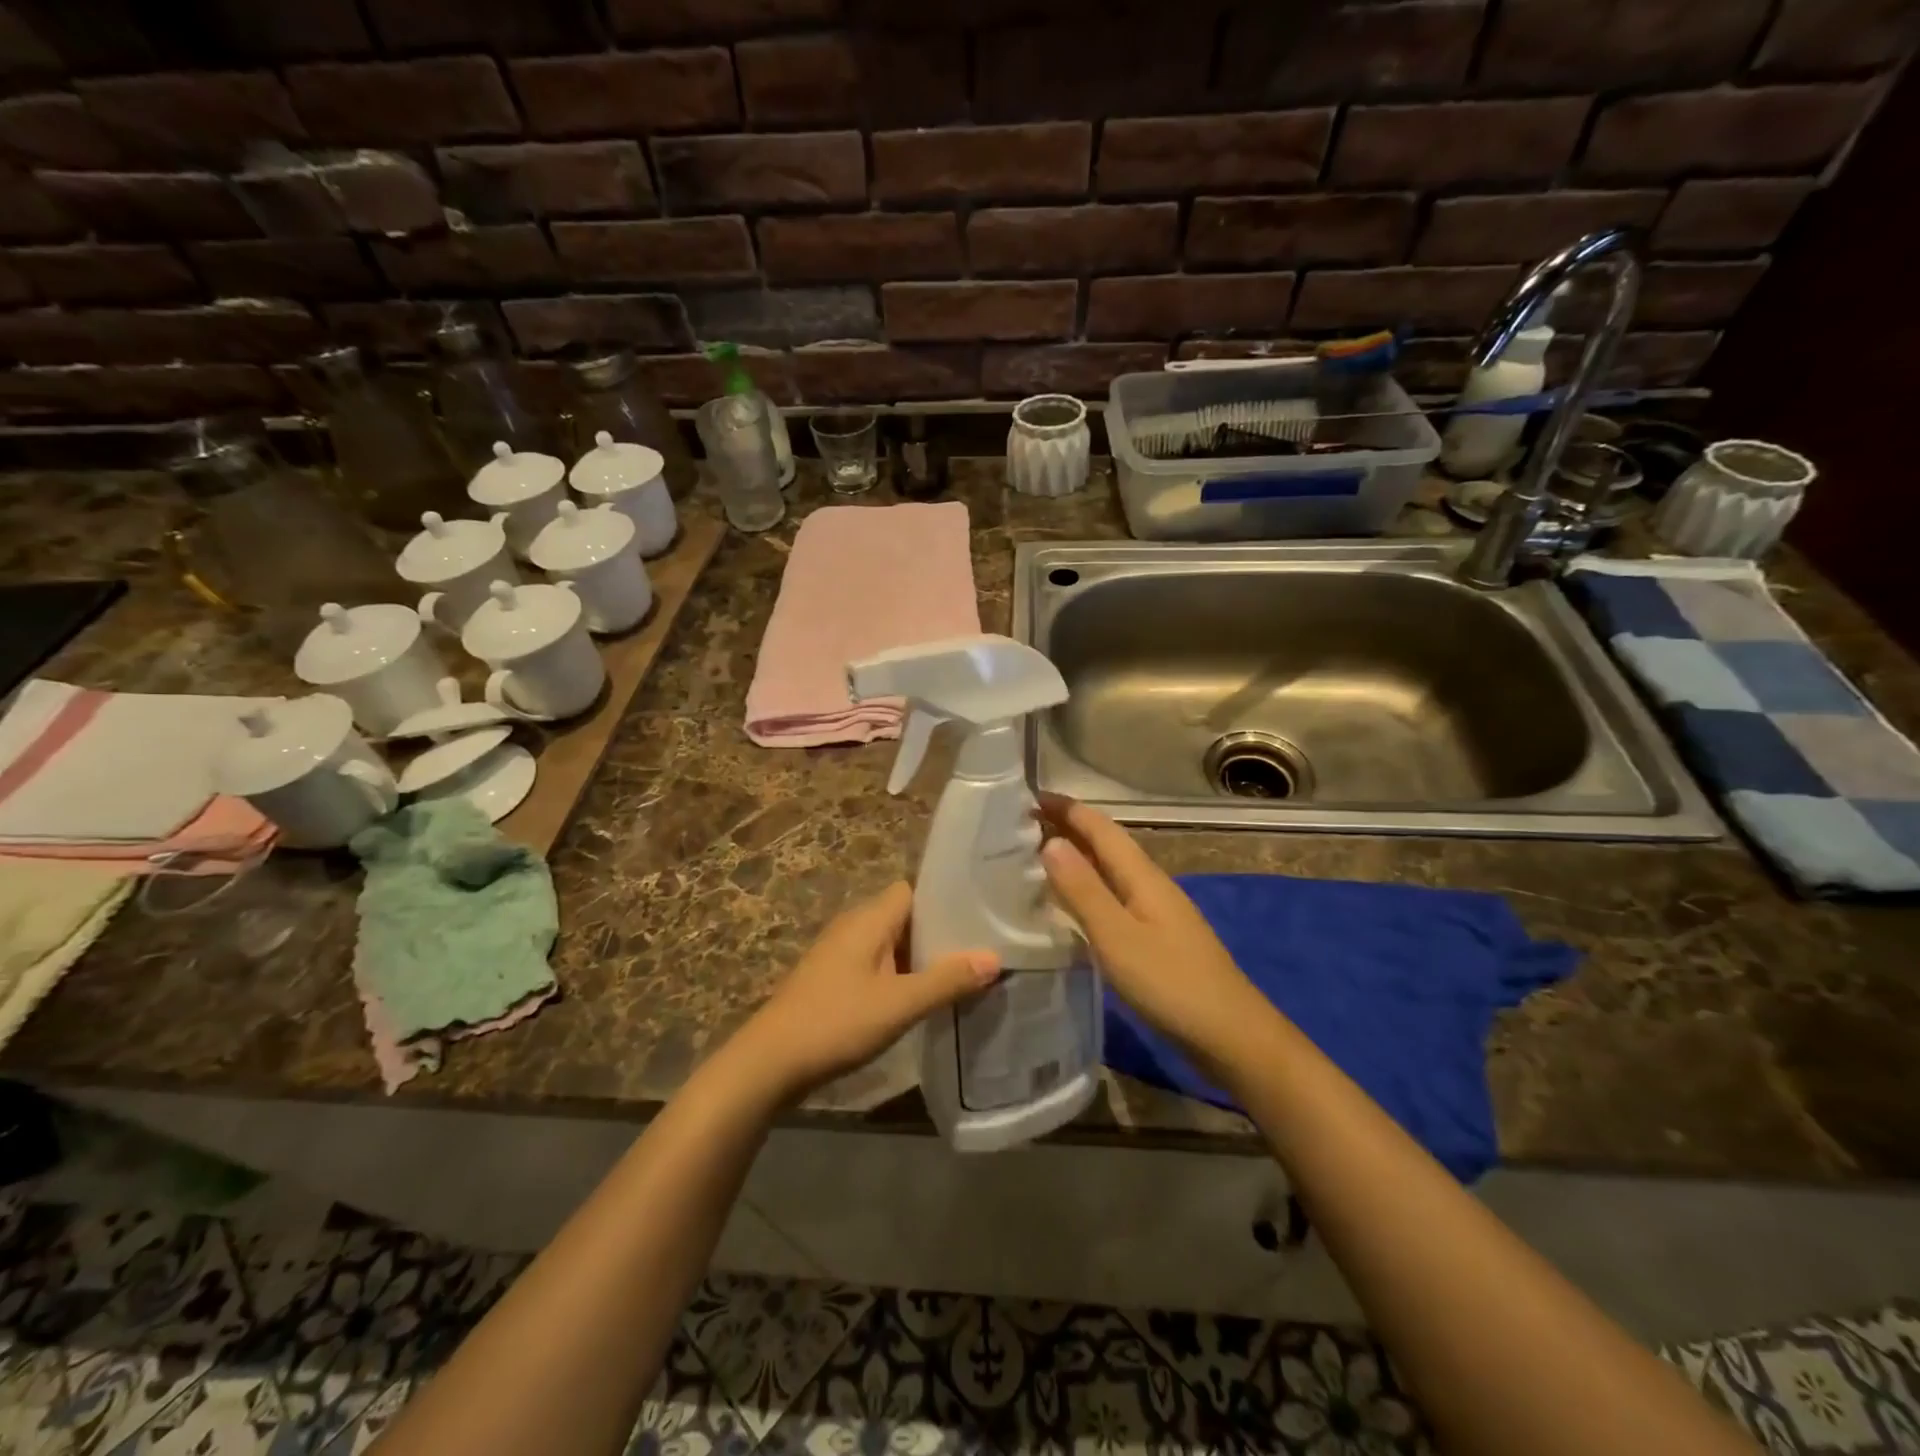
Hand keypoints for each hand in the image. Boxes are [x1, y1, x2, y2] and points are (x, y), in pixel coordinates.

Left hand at [732, 881, 1000, 1106]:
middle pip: (905, 916)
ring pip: (892, 943)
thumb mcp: (899, 1004)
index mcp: (869, 919)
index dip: (944, 898)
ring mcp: (841, 953)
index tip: (981, 914)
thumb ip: (947, 980)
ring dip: (921, 957)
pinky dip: (901, 974)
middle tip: (981, 948)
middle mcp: (854, 926)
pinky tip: (923, 997)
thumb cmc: (836, 1022)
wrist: (770, 1062)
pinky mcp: (834, 979)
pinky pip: (878, 964)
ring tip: (962, 973)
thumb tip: (994, 957)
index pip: (913, 889)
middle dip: (940, 931)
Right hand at [1039, 796, 1262, 1070]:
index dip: (1067, 809)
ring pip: (1110, 871)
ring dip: (1077, 858)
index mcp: (1142, 876)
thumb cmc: (1170, 982)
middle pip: (1106, 845)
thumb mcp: (1117, 936)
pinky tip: (1073, 906)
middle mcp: (1151, 885)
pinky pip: (1115, 897)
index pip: (1100, 828)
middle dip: (1069, 828)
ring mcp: (1157, 912)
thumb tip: (1050, 841)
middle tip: (1024, 825)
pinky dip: (1089, 889)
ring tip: (1038, 858)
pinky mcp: (1158, 938)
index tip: (1029, 796)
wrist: (1231, 1035)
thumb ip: (1083, 890)